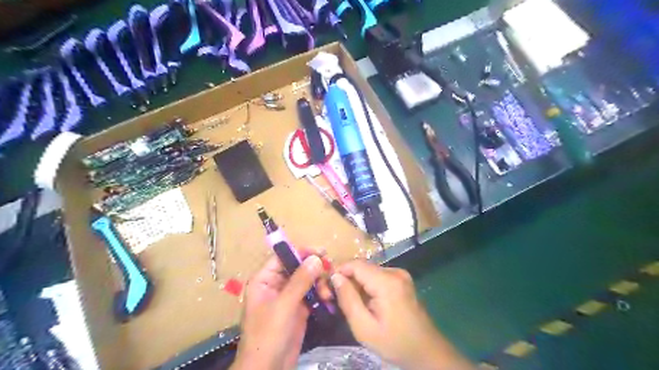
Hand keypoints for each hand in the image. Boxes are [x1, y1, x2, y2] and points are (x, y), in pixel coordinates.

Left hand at [230, 254, 325, 369]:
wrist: (268, 369)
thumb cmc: (268, 335)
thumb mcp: (283, 306)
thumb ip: (300, 281)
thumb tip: (316, 258)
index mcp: (265, 280)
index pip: (283, 257)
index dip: (301, 252)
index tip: (321, 251)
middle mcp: (276, 284)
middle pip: (297, 267)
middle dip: (314, 268)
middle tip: (330, 269)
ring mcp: (288, 296)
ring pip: (307, 280)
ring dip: (319, 283)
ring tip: (327, 294)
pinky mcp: (298, 308)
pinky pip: (311, 293)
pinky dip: (320, 294)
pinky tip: (328, 299)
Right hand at [332, 261, 471, 369]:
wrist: (426, 351)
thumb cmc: (394, 342)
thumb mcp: (364, 328)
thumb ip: (348, 300)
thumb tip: (335, 277)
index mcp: (387, 282)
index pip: (355, 264)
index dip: (338, 271)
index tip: (327, 287)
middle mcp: (395, 271)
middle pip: (362, 267)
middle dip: (347, 279)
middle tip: (336, 298)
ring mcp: (401, 274)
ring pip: (369, 271)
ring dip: (357, 283)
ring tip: (351, 303)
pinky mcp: (402, 280)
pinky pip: (378, 276)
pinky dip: (368, 285)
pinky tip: (366, 302)